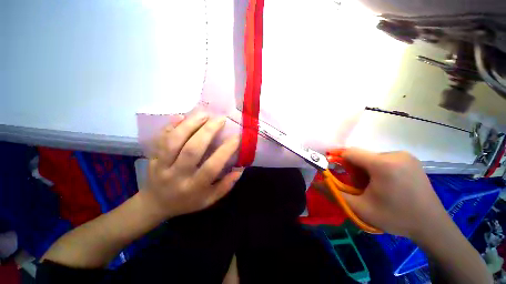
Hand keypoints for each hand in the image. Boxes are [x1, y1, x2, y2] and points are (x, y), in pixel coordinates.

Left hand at [142, 112, 242, 219]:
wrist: (154, 204)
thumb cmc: (186, 202)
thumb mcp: (209, 200)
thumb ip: (225, 186)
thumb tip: (240, 169)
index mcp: (194, 187)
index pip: (212, 167)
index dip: (226, 150)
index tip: (237, 137)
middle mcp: (177, 176)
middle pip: (192, 149)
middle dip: (208, 131)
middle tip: (220, 119)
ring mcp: (161, 165)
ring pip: (174, 141)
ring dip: (190, 124)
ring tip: (204, 114)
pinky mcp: (153, 158)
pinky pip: (160, 139)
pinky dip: (170, 126)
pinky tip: (181, 116)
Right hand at [332, 148, 449, 237]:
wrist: (432, 225)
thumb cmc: (396, 218)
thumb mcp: (360, 208)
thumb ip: (334, 193)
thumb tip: (315, 183)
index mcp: (383, 164)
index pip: (349, 153)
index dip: (338, 161)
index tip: (337, 174)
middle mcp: (395, 154)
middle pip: (361, 156)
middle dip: (354, 170)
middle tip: (359, 187)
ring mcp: (405, 156)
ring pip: (371, 158)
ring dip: (365, 170)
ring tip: (373, 187)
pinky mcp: (410, 159)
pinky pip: (383, 159)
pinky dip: (376, 169)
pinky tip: (385, 184)